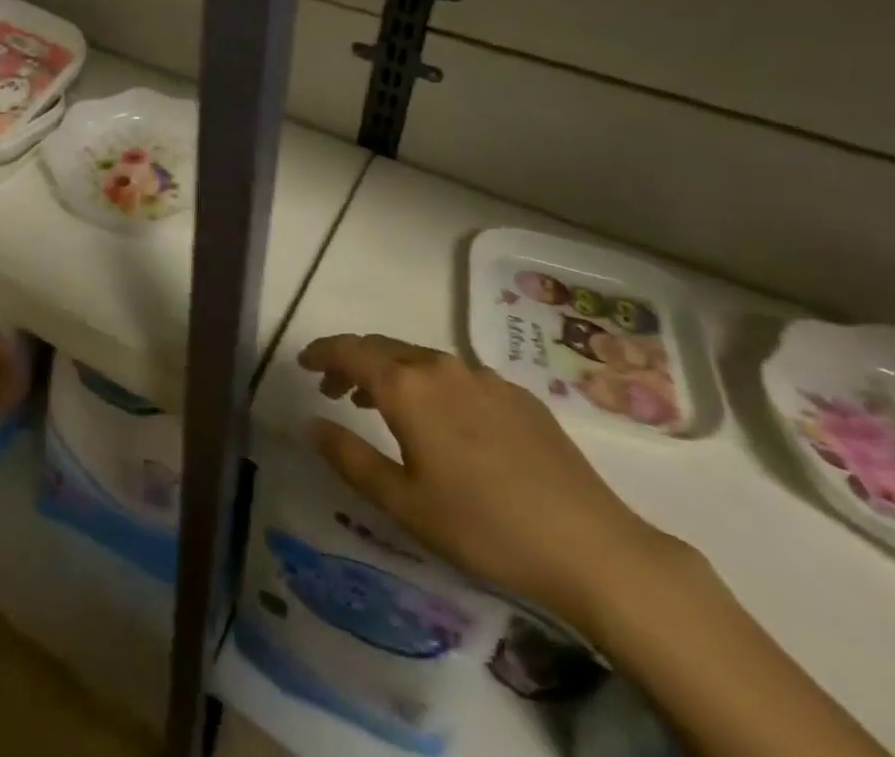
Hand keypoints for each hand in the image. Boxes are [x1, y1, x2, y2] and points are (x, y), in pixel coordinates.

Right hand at [298, 334, 679, 629]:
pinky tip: (441, 420)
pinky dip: (429, 383)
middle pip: (383, 348)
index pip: (350, 351)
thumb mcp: (403, 503)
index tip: (303, 363)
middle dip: (352, 361)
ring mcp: (483, 376)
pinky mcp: (516, 394)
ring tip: (378, 403)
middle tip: (333, 389)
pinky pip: (456, 374)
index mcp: (407, 386)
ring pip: (420, 358)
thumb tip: (311, 423)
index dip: (322, 352)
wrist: (591, 546)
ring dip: (391, 372)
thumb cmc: (483, 527)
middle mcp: (441, 366)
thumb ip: (350, 457)